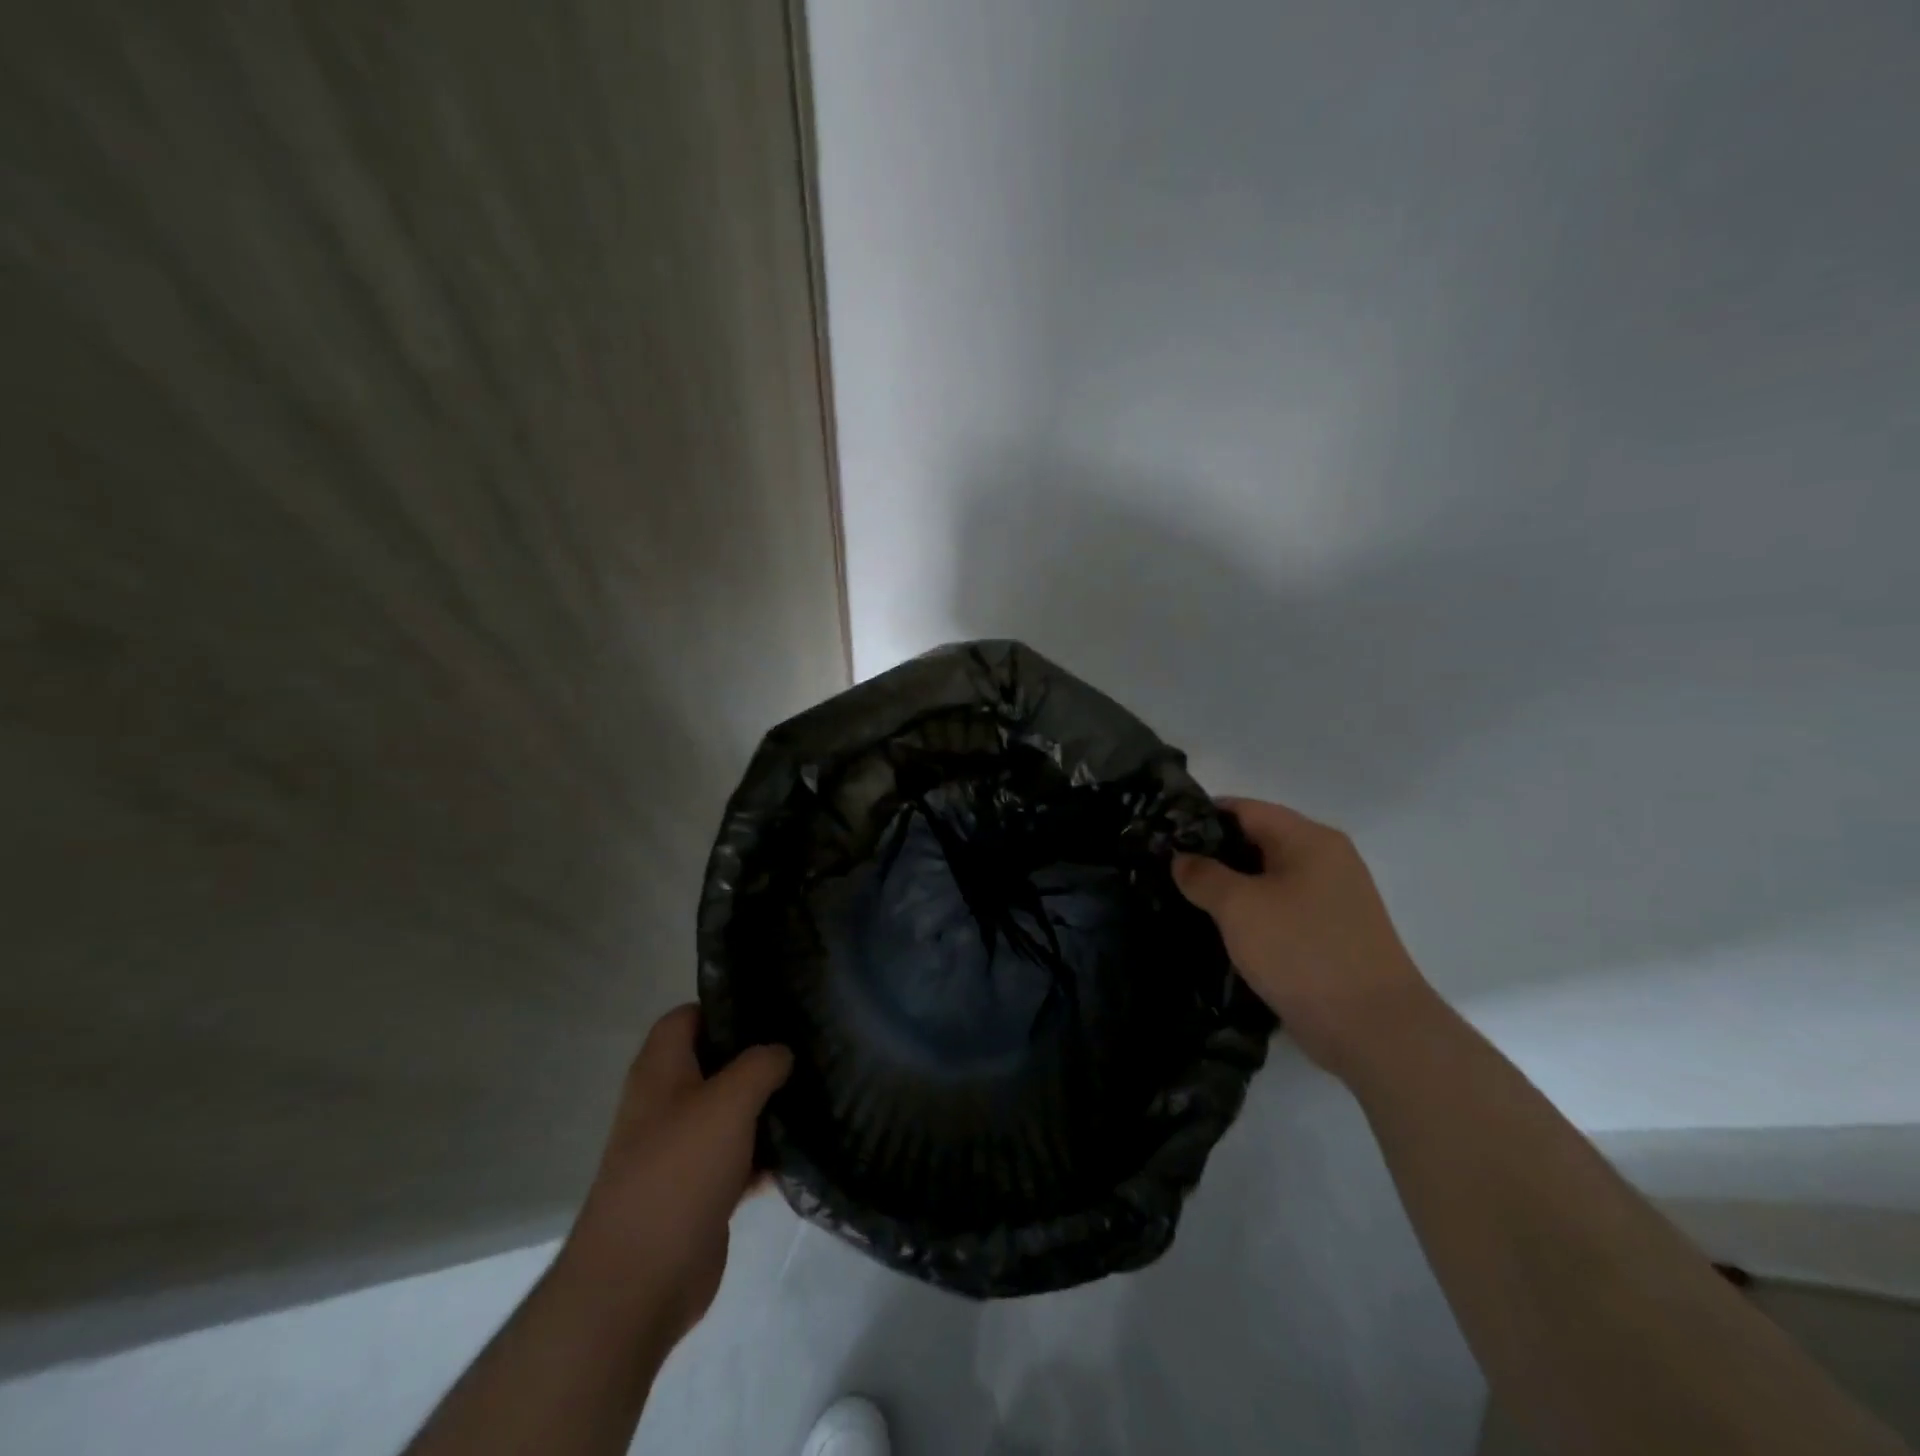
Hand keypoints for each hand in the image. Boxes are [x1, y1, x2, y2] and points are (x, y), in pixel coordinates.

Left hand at [556, 1005, 791, 1350]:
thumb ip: (761, 1064)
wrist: (638, 1282)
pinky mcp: (698, 1189)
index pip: (688, 1016)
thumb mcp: (729, 1101)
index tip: (773, 1008)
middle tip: (805, 1047)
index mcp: (661, 1071)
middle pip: (715, 1063)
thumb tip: (781, 1052)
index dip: (725, 1007)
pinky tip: (802, 1148)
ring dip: (766, 1105)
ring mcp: (681, 1148)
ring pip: (730, 1110)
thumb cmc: (679, 1171)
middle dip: (757, 1056)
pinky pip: (738, 1155)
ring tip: (815, 1090)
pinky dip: (764, 1152)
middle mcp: (666, 1103)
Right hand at [1173, 797, 1433, 1076]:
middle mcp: (1326, 859)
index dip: (1200, 817)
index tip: (1162, 835)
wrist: (1374, 1029)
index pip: (1244, 809)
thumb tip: (1182, 858)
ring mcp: (1332, 898)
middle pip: (1257, 840)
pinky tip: (1220, 929)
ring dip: (1230, 887)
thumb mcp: (1240, 908)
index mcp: (1309, 839)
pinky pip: (1281, 907)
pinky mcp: (1330, 933)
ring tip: (1184, 899)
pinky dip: (1251, 912)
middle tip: (1166, 869)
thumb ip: (1204, 875)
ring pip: (1267, 878)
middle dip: (1212, 854)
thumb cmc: (1303, 952)